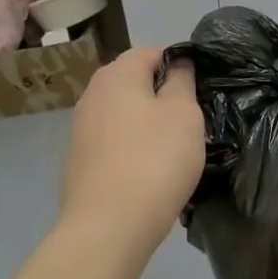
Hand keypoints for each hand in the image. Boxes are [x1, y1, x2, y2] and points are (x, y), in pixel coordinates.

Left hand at [58, 47, 204, 259]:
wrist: (109, 226)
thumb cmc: (155, 160)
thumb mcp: (183, 113)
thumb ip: (181, 81)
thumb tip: (177, 63)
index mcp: (116, 75)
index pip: (150, 52)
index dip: (178, 65)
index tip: (198, 92)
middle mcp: (92, 94)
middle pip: (134, 83)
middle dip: (161, 97)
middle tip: (189, 122)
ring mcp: (81, 129)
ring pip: (124, 114)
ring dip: (147, 125)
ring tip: (172, 150)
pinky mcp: (80, 161)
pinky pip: (114, 143)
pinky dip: (132, 149)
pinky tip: (148, 172)